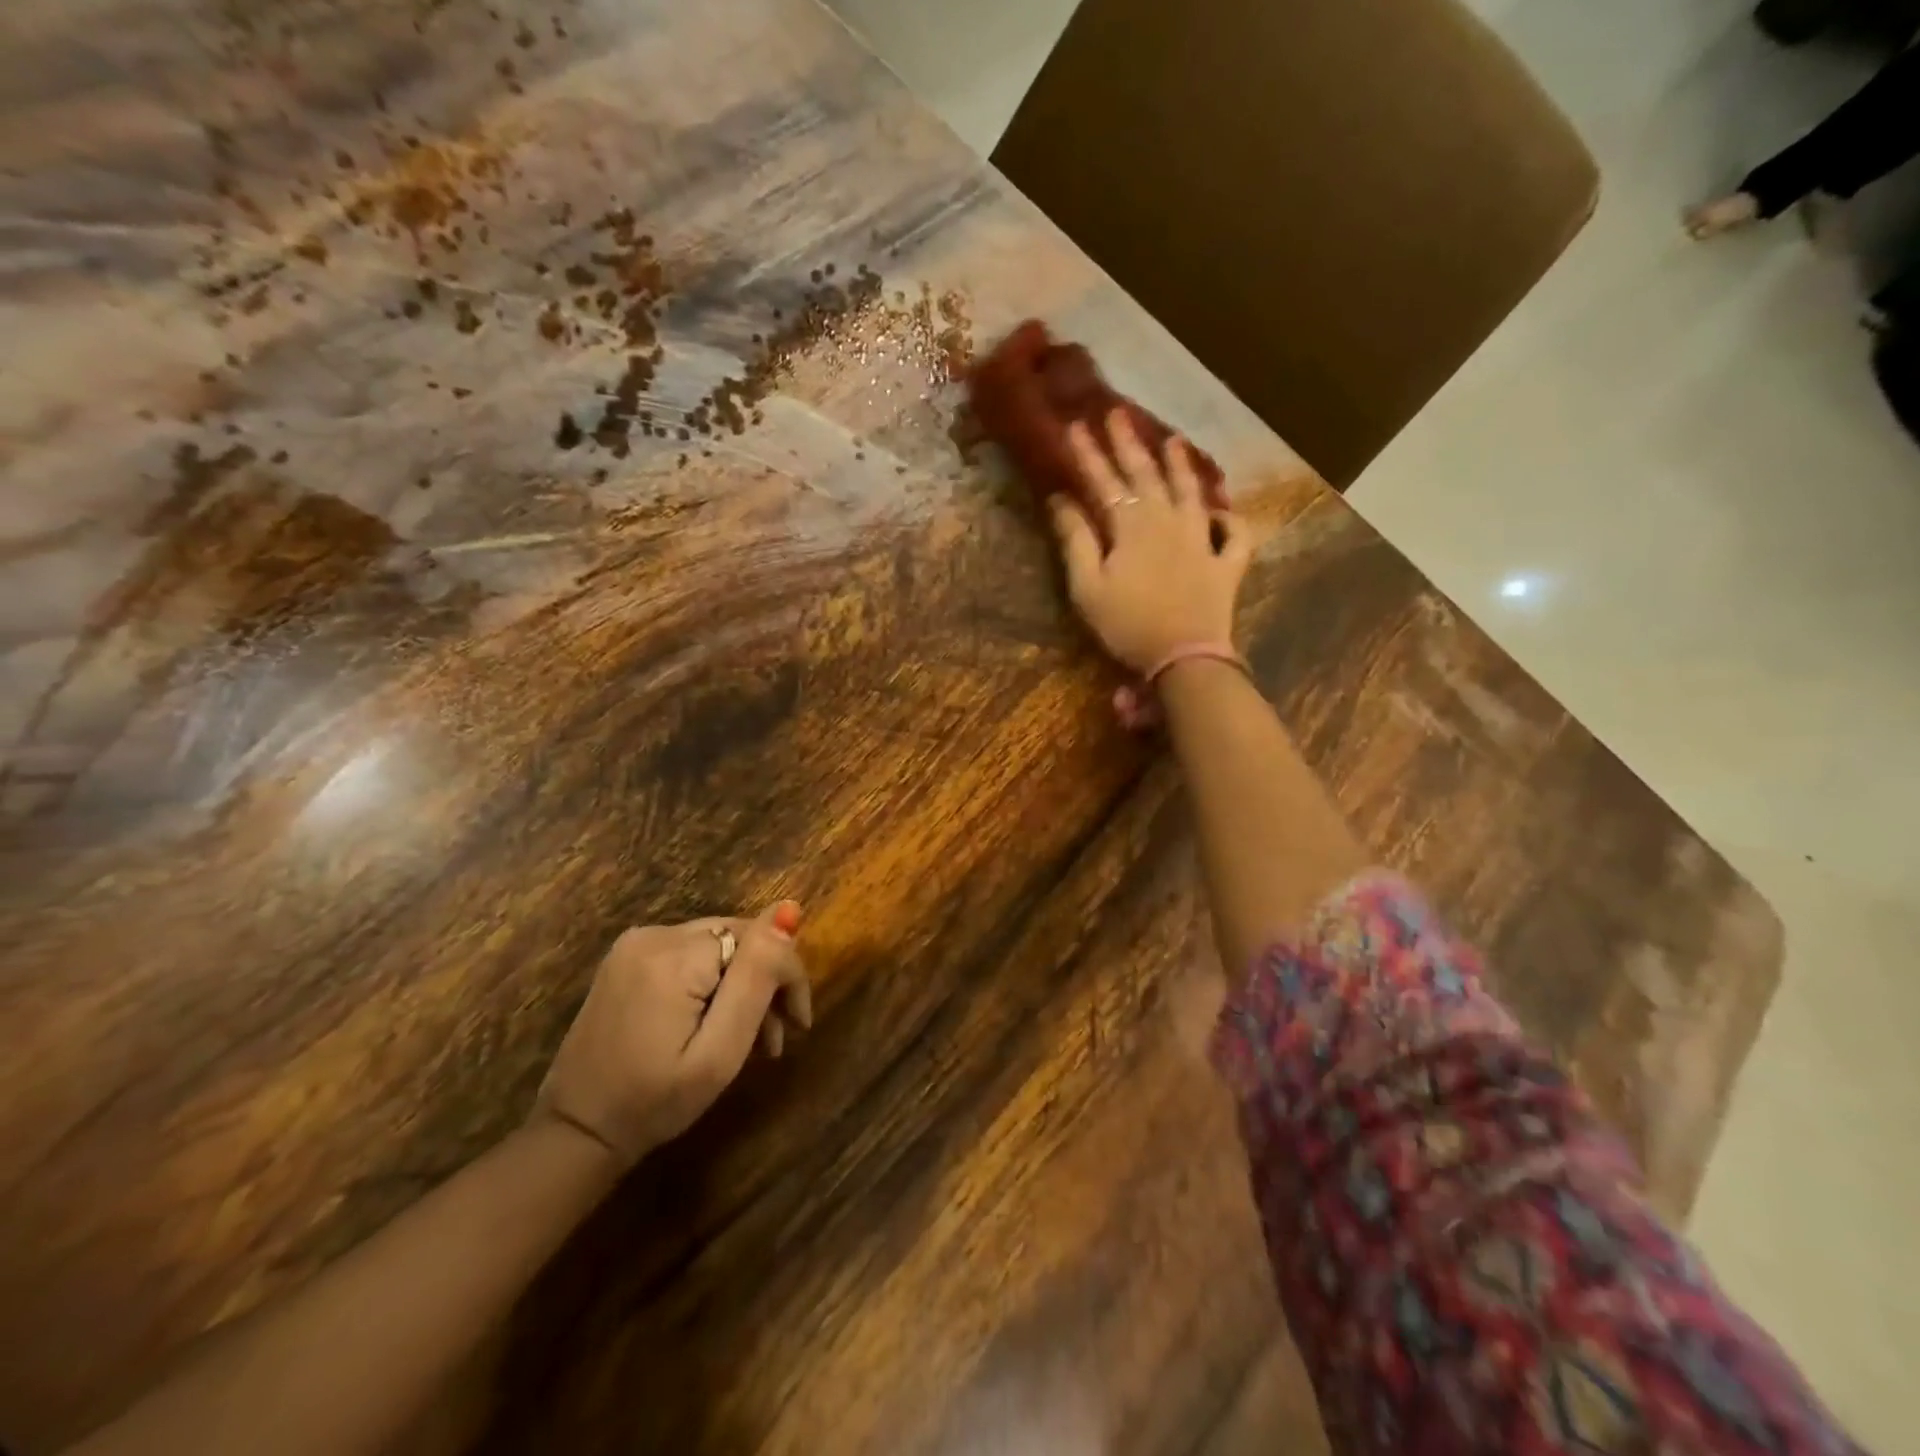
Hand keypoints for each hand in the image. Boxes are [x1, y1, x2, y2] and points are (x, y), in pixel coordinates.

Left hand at [531, 902, 811, 1166]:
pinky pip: (691, 953)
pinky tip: (716, 1018)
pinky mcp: (626, 957)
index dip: (787, 976)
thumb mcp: (719, 1052)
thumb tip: (788, 910)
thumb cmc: (654, 1103)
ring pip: (718, 945)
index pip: (758, 939)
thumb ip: (756, 979)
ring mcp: (635, 943)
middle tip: (777, 1037)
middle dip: (766, 981)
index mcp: (676, 956)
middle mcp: (654, 934)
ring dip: (742, 983)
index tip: (799, 1025)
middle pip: (738, 938)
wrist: (575, 1133)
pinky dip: (713, 980)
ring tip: (754, 1038)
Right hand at [1048, 410, 1251, 673]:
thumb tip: (1060, 499)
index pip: (1105, 482)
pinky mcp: (1227, 565)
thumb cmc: (1128, 625)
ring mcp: (1203, 541)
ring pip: (1192, 493)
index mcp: (1132, 527)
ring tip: (1173, 441)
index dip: (1088, 454)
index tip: (1074, 425)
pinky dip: (1230, 520)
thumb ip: (1075, 540)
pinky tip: (1222, 513)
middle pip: (1147, 476)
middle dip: (1129, 444)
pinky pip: (1235, 535)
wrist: (1184, 657)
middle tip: (1118, 414)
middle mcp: (1169, 522)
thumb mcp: (1087, 587)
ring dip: (1180, 466)